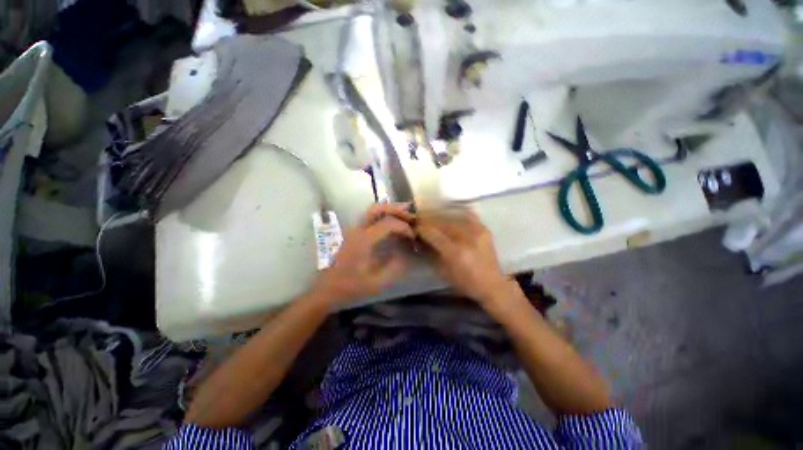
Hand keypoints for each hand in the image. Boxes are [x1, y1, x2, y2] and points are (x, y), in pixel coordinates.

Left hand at [314, 203, 414, 306]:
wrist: (328, 288)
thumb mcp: (376, 282)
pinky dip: (383, 215)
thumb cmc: (351, 286)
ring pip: (372, 210)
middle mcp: (358, 230)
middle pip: (377, 208)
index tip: (413, 237)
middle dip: (396, 209)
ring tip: (405, 215)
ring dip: (390, 210)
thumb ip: (394, 267)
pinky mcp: (354, 233)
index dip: (403, 227)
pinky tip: (392, 222)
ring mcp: (354, 229)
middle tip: (411, 216)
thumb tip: (408, 253)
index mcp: (363, 240)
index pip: (388, 223)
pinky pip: (370, 217)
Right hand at [415, 209, 512, 306]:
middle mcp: (467, 238)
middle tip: (421, 221)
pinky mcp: (485, 229)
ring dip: (440, 218)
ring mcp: (478, 231)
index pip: (433, 233)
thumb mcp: (442, 271)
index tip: (415, 227)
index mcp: (455, 252)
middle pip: (442, 223)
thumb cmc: (465, 282)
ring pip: (453, 218)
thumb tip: (420, 238)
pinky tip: (451, 216)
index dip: (421, 229)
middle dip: (429, 221)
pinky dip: (457, 214)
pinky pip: (468, 215)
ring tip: (433, 219)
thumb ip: (430, 252)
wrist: (492, 285)